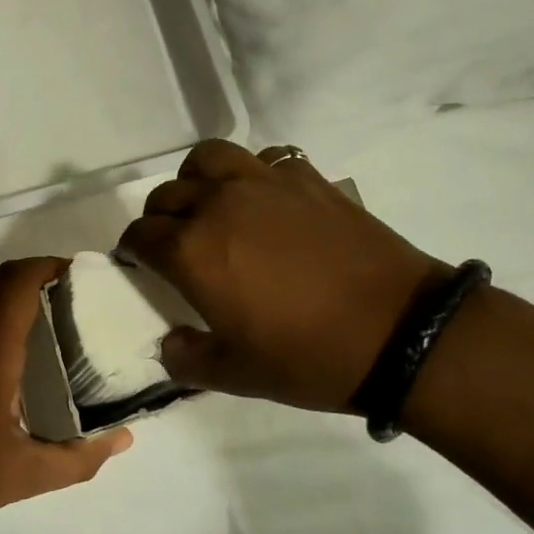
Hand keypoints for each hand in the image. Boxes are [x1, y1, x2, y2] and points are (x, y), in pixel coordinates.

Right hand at [116, 140, 443, 411]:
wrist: (400, 332)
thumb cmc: (309, 358)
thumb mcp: (236, 375)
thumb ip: (187, 358)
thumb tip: (170, 344)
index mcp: (191, 250)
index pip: (140, 235)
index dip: (133, 250)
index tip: (139, 263)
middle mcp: (218, 204)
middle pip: (167, 194)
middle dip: (160, 218)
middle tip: (174, 243)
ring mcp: (264, 184)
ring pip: (208, 158)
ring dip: (197, 178)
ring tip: (210, 203)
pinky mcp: (307, 178)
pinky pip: (264, 159)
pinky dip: (253, 173)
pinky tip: (266, 200)